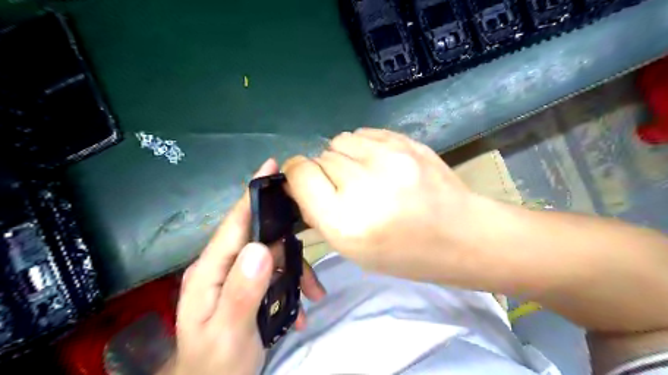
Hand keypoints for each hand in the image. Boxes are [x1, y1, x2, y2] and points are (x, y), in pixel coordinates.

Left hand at [172, 159, 326, 374]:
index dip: (252, 194)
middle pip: (259, 236)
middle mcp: (223, 266)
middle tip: (315, 238)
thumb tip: (261, 247)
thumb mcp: (229, 332)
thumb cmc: (215, 364)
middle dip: (288, 241)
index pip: (234, 223)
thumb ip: (242, 290)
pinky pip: (275, 275)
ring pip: (273, 257)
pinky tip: (302, 308)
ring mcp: (237, 276)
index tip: (271, 166)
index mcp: (210, 270)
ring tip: (315, 293)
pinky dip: (292, 287)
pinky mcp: (250, 287)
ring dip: (296, 272)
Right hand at [281, 128, 479, 280]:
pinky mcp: (406, 142)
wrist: (460, 235)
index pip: (301, 174)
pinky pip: (365, 133)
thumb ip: (319, 214)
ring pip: (340, 140)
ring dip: (343, 157)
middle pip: (320, 157)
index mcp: (345, 220)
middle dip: (324, 172)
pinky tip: (379, 163)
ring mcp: (389, 158)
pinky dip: (363, 147)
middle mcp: (363, 184)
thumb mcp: (352, 249)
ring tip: (363, 174)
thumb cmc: (403, 254)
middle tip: (344, 188)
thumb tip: (299, 186)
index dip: (296, 175)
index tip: (303, 182)